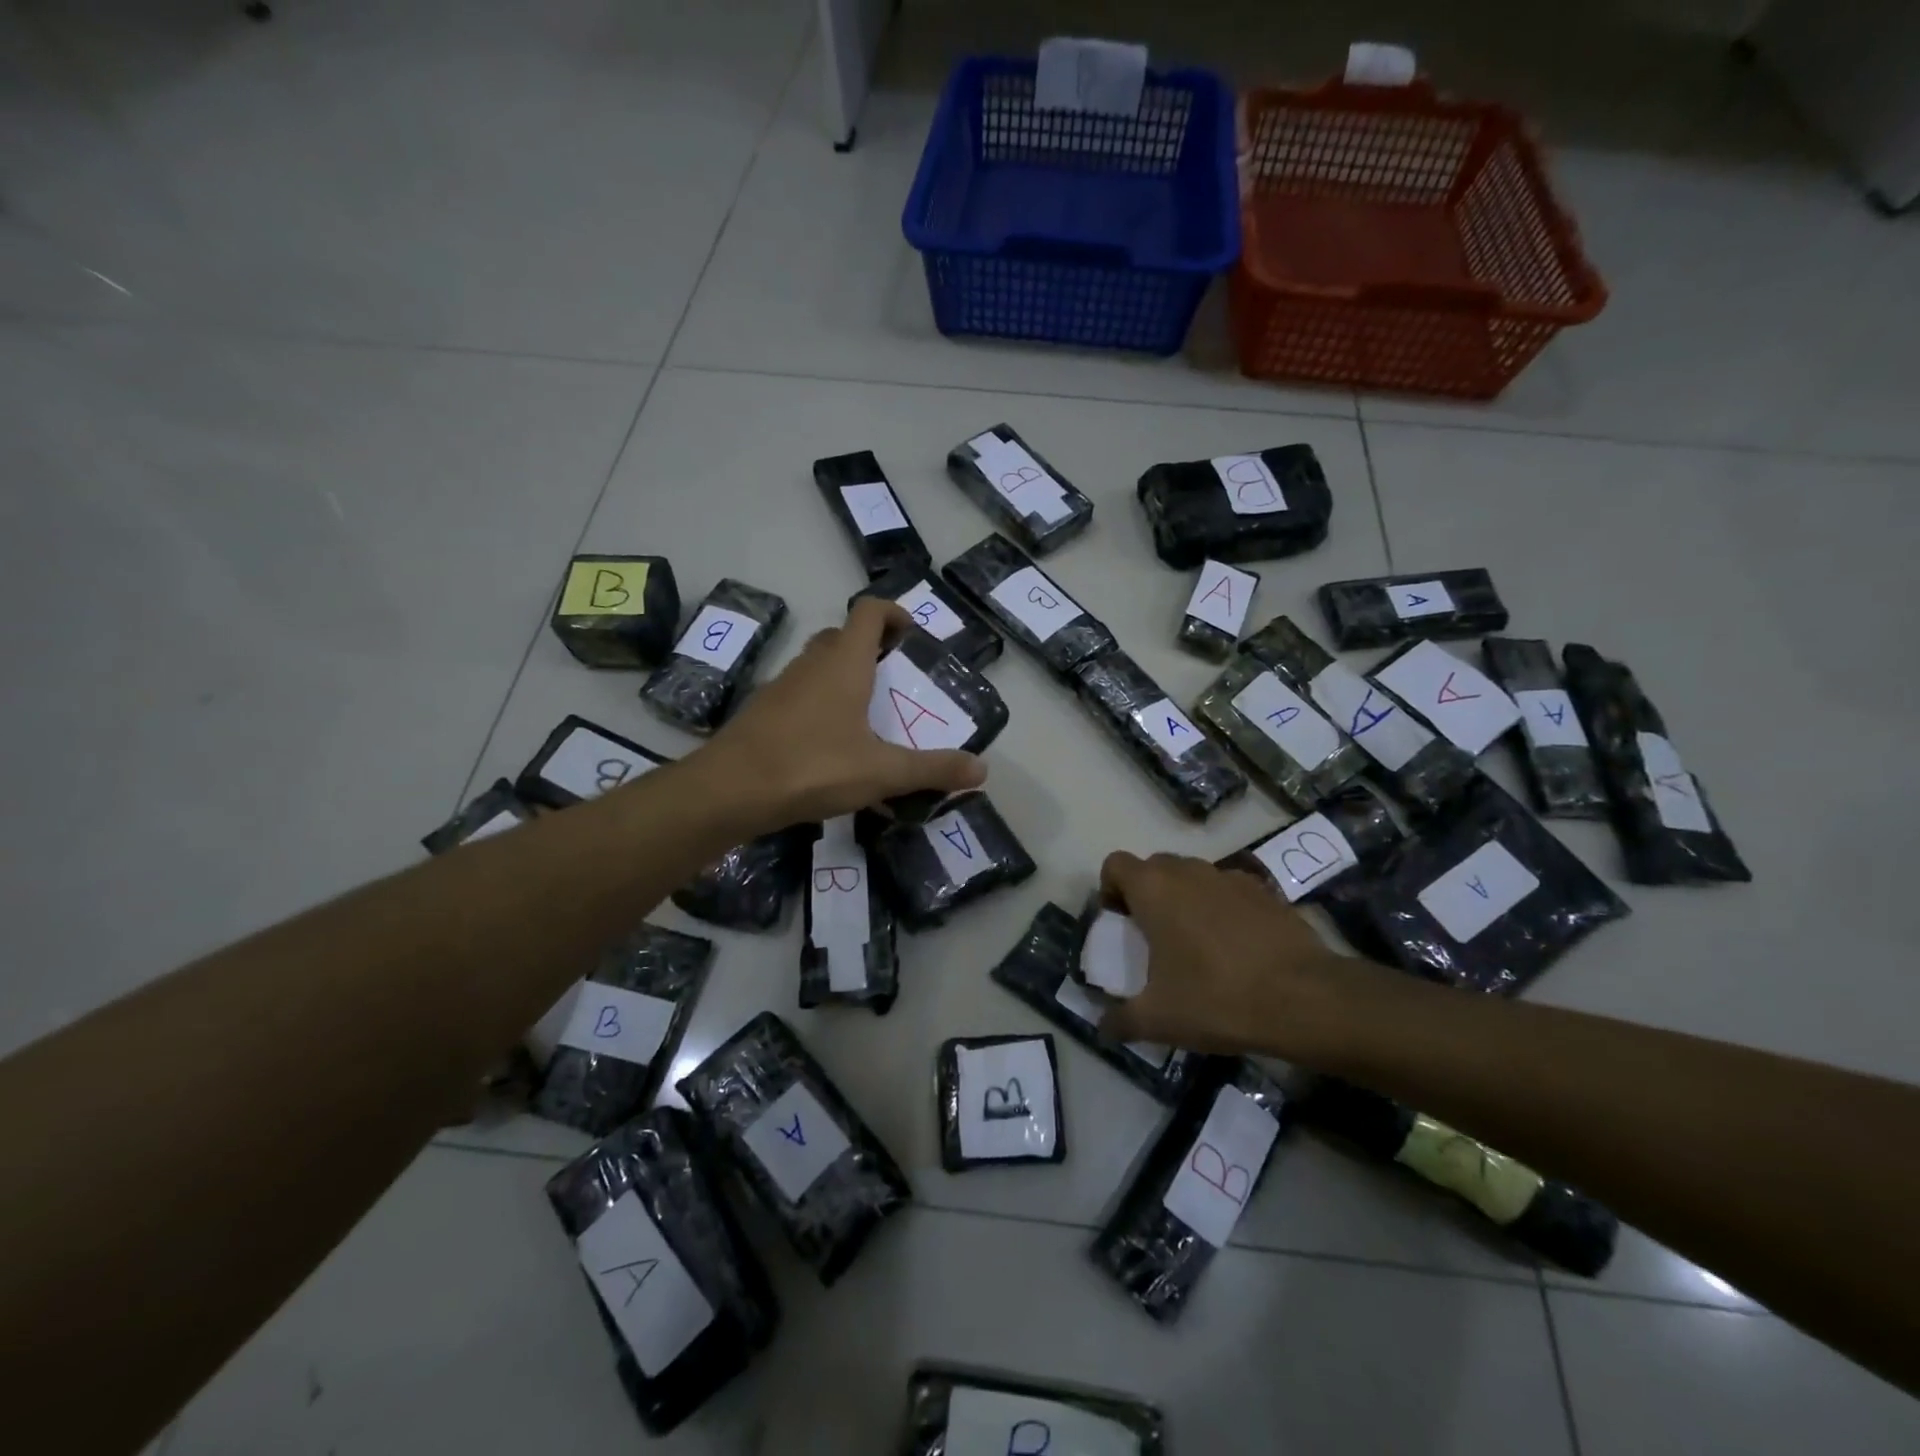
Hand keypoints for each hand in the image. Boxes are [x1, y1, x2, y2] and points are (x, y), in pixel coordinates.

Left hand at [697, 598, 986, 825]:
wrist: (729, 791)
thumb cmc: (811, 767)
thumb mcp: (882, 772)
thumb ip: (932, 769)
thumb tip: (982, 770)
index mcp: (844, 664)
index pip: (869, 611)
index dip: (893, 613)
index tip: (911, 635)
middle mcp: (811, 665)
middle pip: (842, 636)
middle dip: (870, 647)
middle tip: (893, 678)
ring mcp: (781, 686)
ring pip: (817, 665)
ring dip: (842, 675)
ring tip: (866, 714)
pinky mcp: (762, 712)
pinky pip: (799, 694)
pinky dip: (819, 703)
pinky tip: (829, 744)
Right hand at [1096, 850, 1375, 1061]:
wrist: (1304, 998)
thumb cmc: (1217, 998)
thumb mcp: (1158, 1020)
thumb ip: (1120, 1020)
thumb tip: (1102, 1028)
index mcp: (1153, 888)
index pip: (1116, 864)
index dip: (1111, 889)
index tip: (1120, 923)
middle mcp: (1188, 871)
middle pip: (1154, 867)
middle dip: (1147, 893)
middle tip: (1152, 936)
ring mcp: (1229, 877)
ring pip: (1193, 876)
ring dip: (1185, 898)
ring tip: (1195, 943)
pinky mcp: (1264, 890)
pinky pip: (1228, 890)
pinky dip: (1222, 907)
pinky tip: (1235, 947)